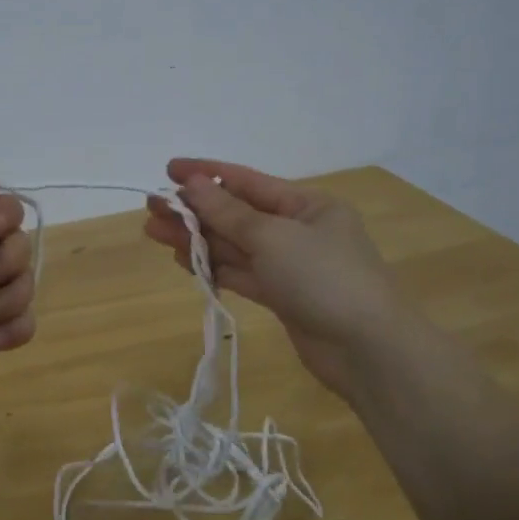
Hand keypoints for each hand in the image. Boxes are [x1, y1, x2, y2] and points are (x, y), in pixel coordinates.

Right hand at [145, 159, 399, 395]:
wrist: (367, 349)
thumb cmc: (324, 278)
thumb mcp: (273, 237)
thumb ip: (228, 213)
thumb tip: (194, 185)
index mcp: (306, 204)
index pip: (246, 181)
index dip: (205, 174)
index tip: (168, 170)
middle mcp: (297, 229)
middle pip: (236, 214)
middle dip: (194, 211)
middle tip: (151, 209)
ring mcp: (289, 265)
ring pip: (234, 246)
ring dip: (196, 239)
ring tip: (155, 234)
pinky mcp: (281, 296)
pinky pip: (240, 273)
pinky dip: (213, 267)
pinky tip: (184, 261)